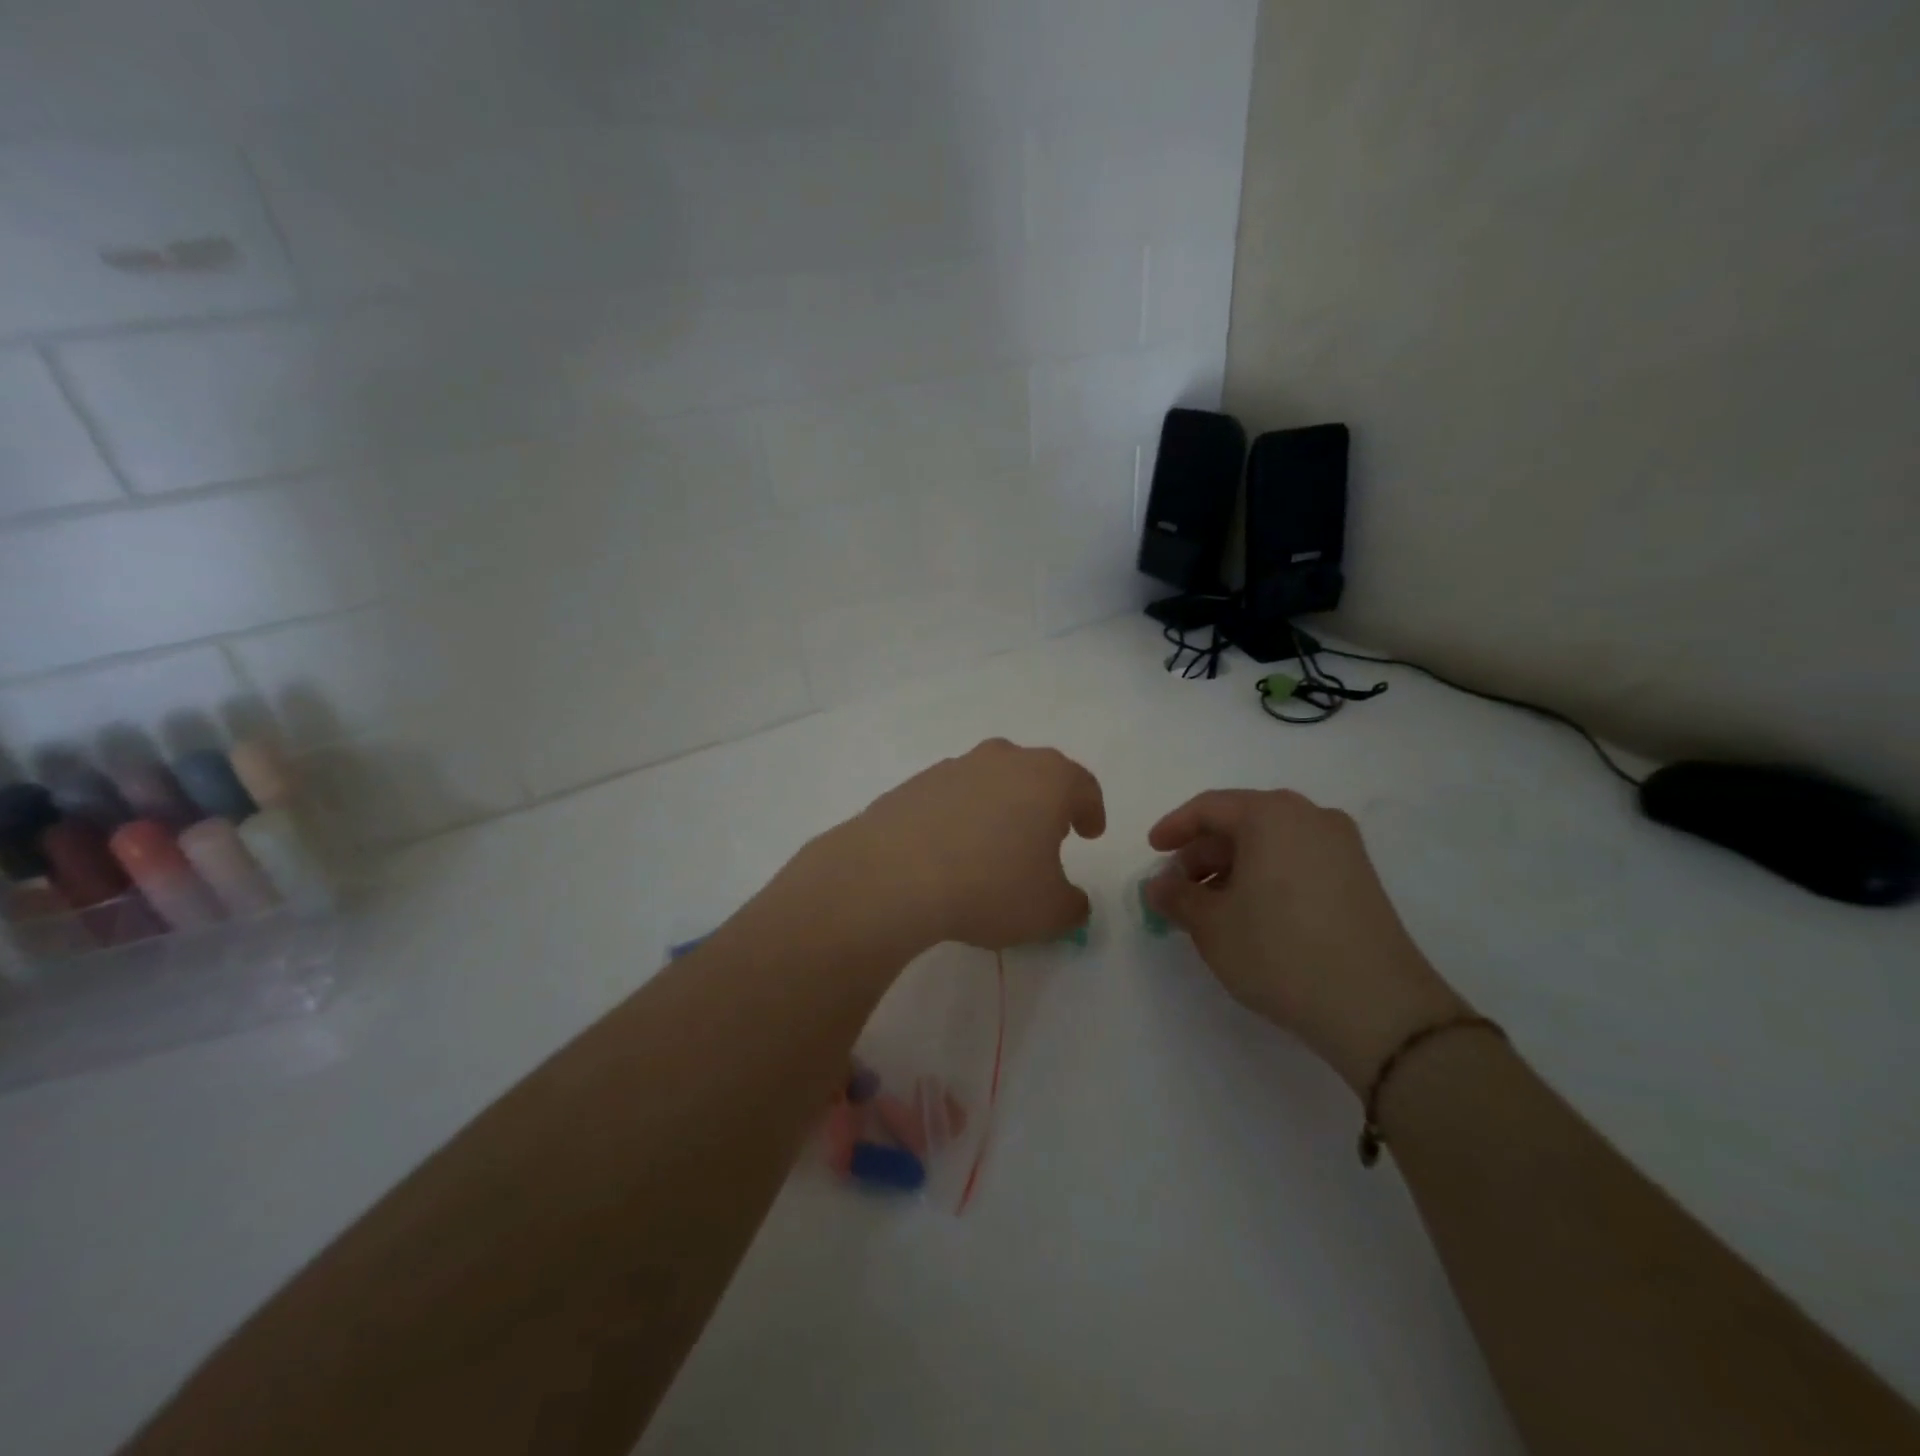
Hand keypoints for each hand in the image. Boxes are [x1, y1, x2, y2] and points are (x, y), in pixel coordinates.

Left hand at [831, 739, 1106, 951]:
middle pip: (1035, 774)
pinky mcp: (914, 784)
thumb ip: (1072, 905)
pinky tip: (950, 851)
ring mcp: (953, 767)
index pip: (1082, 785)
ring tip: (994, 847)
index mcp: (1046, 778)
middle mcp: (1002, 760)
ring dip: (999, 807)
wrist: (893, 875)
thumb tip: (1072, 902)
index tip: (1090, 833)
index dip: (1091, 810)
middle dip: (1045, 803)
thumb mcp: (1048, 911)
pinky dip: (959, 817)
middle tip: (1046, 836)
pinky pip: (950, 797)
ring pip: (990, 781)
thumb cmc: (989, 886)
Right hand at [1144, 789, 1467, 1094]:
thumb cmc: (1279, 950)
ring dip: (1233, 868)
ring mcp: (1342, 848)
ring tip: (1211, 907)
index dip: (1174, 828)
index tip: (1152, 851)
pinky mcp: (1360, 879)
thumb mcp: (1211, 925)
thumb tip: (1158, 886)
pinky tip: (1251, 914)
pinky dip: (1266, 878)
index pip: (1209, 807)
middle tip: (1178, 888)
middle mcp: (1310, 817)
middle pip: (1242, 823)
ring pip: (1271, 844)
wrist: (1378, 1008)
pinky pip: (1297, 862)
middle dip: (1203, 853)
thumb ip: (1177, 898)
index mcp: (1271, 814)